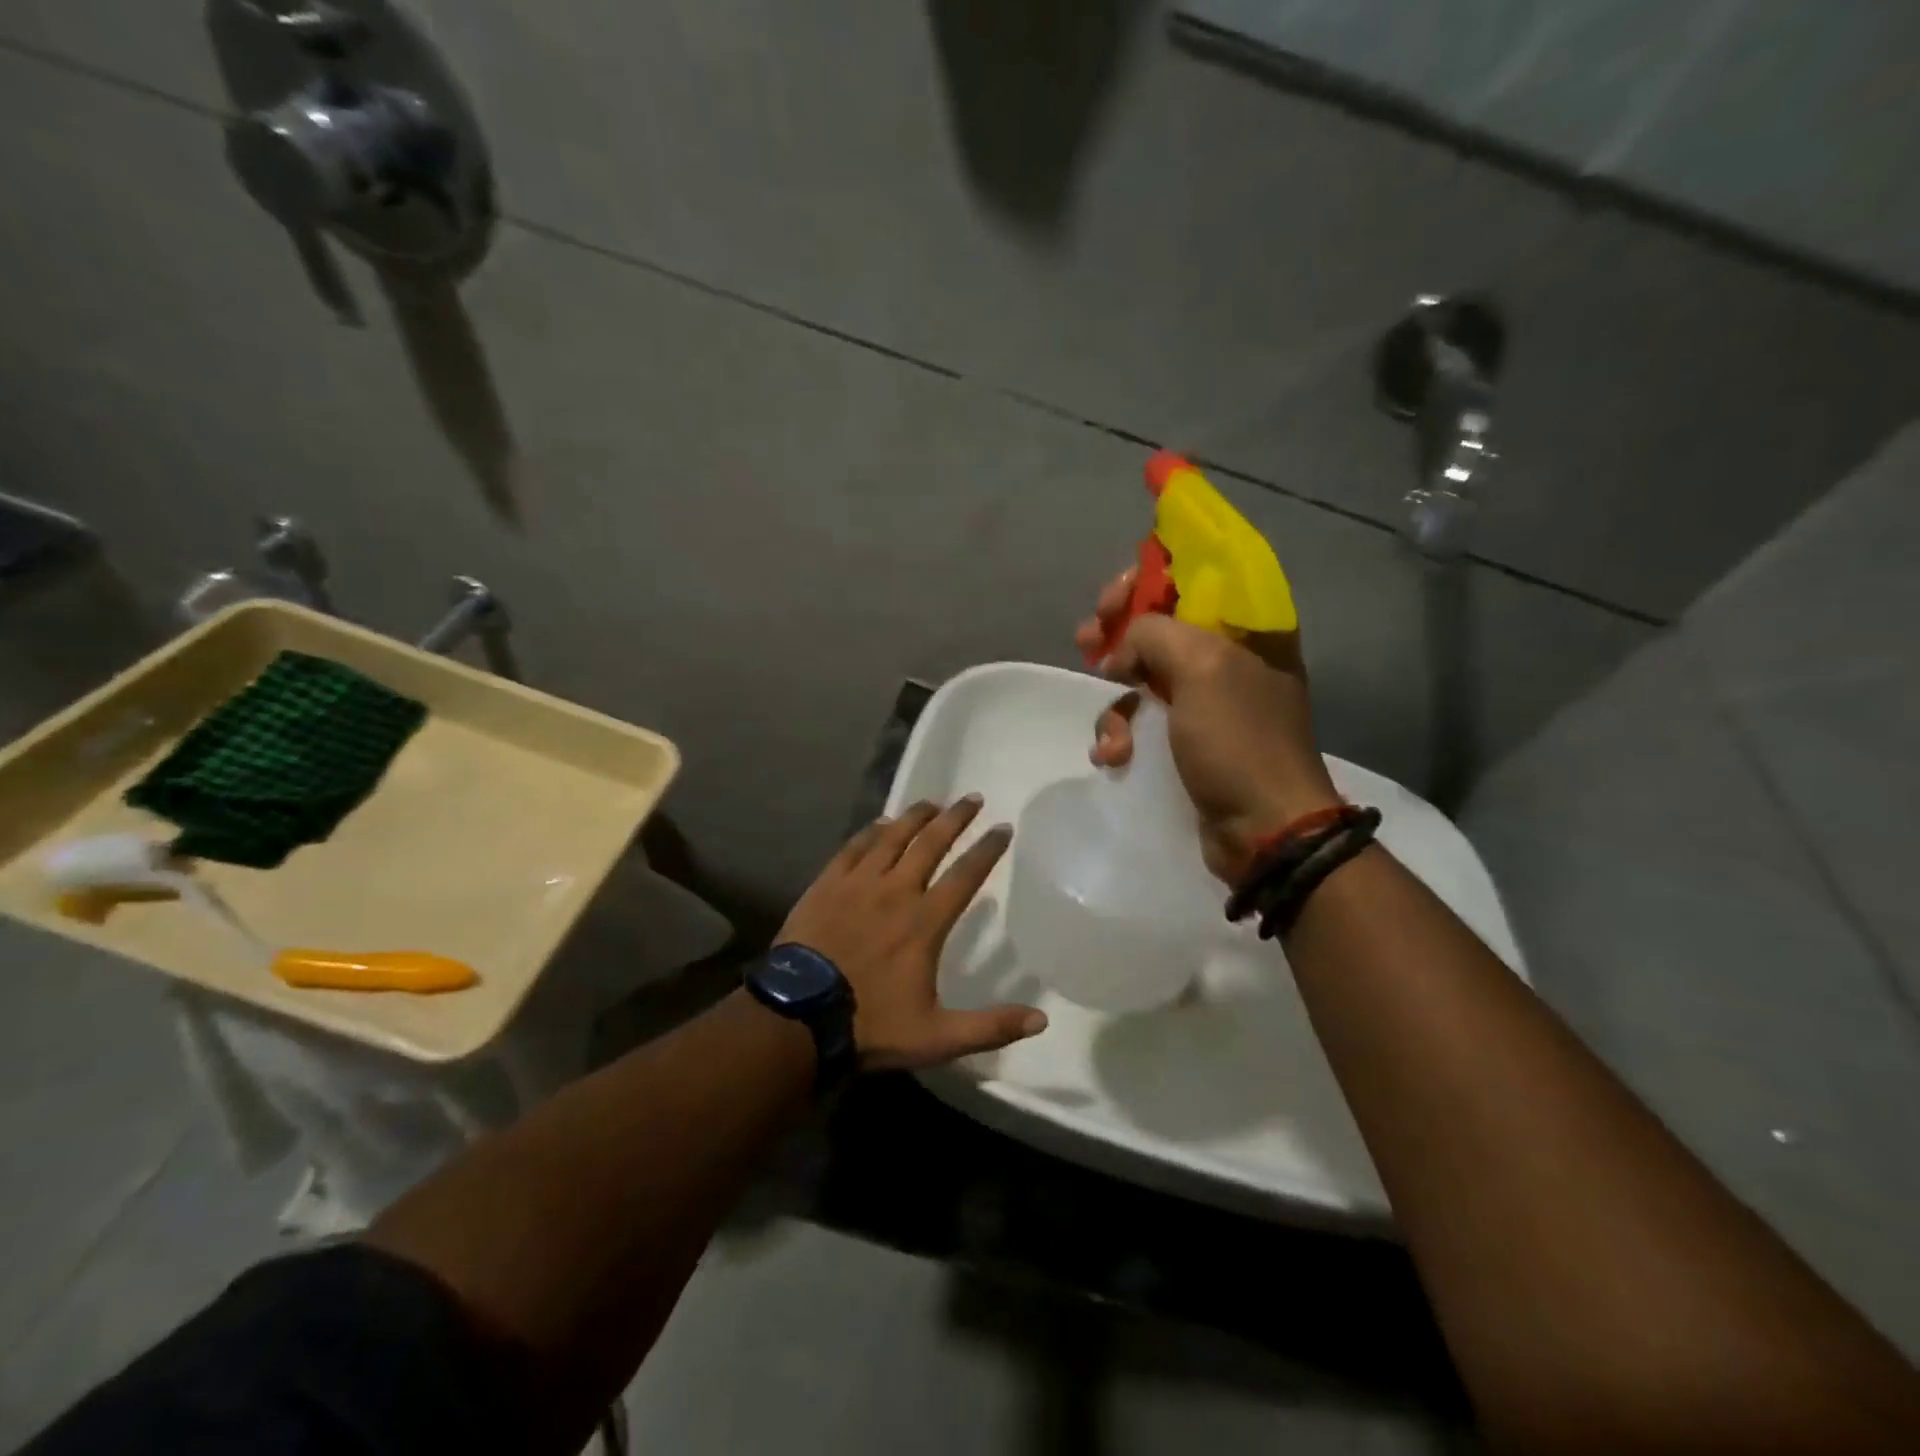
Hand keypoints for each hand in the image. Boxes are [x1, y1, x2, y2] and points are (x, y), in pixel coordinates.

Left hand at [777, 797, 1047, 1071]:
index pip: (966, 875)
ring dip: (915, 817)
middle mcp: (895, 891)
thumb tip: (1042, 1019)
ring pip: (892, 838)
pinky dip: (871, 832)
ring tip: (931, 803)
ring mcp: (858, 884)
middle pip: (931, 843)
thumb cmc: (870, 1025)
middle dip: (955, 819)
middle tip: (972, 799)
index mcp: (925, 922)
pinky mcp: (827, 885)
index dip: (987, 850)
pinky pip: (854, 847)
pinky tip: (880, 823)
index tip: (1003, 828)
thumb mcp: (937, 1037)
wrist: (798, 1017)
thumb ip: (990, 1027)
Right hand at [1074, 568, 1338, 882]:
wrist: (1264, 829)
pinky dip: (1121, 734)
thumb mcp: (1200, 668)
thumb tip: (1120, 652)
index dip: (1146, 578)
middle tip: (1087, 642)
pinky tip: (1114, 756)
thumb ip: (1153, 634)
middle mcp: (1228, 654)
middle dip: (1116, 633)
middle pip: (1159, 621)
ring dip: (1115, 700)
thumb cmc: (1238, 740)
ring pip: (1142, 673)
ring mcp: (1206, 699)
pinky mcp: (1187, 737)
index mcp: (1246, 625)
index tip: (1112, 602)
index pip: (1193, 574)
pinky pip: (1142, 718)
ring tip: (1109, 733)